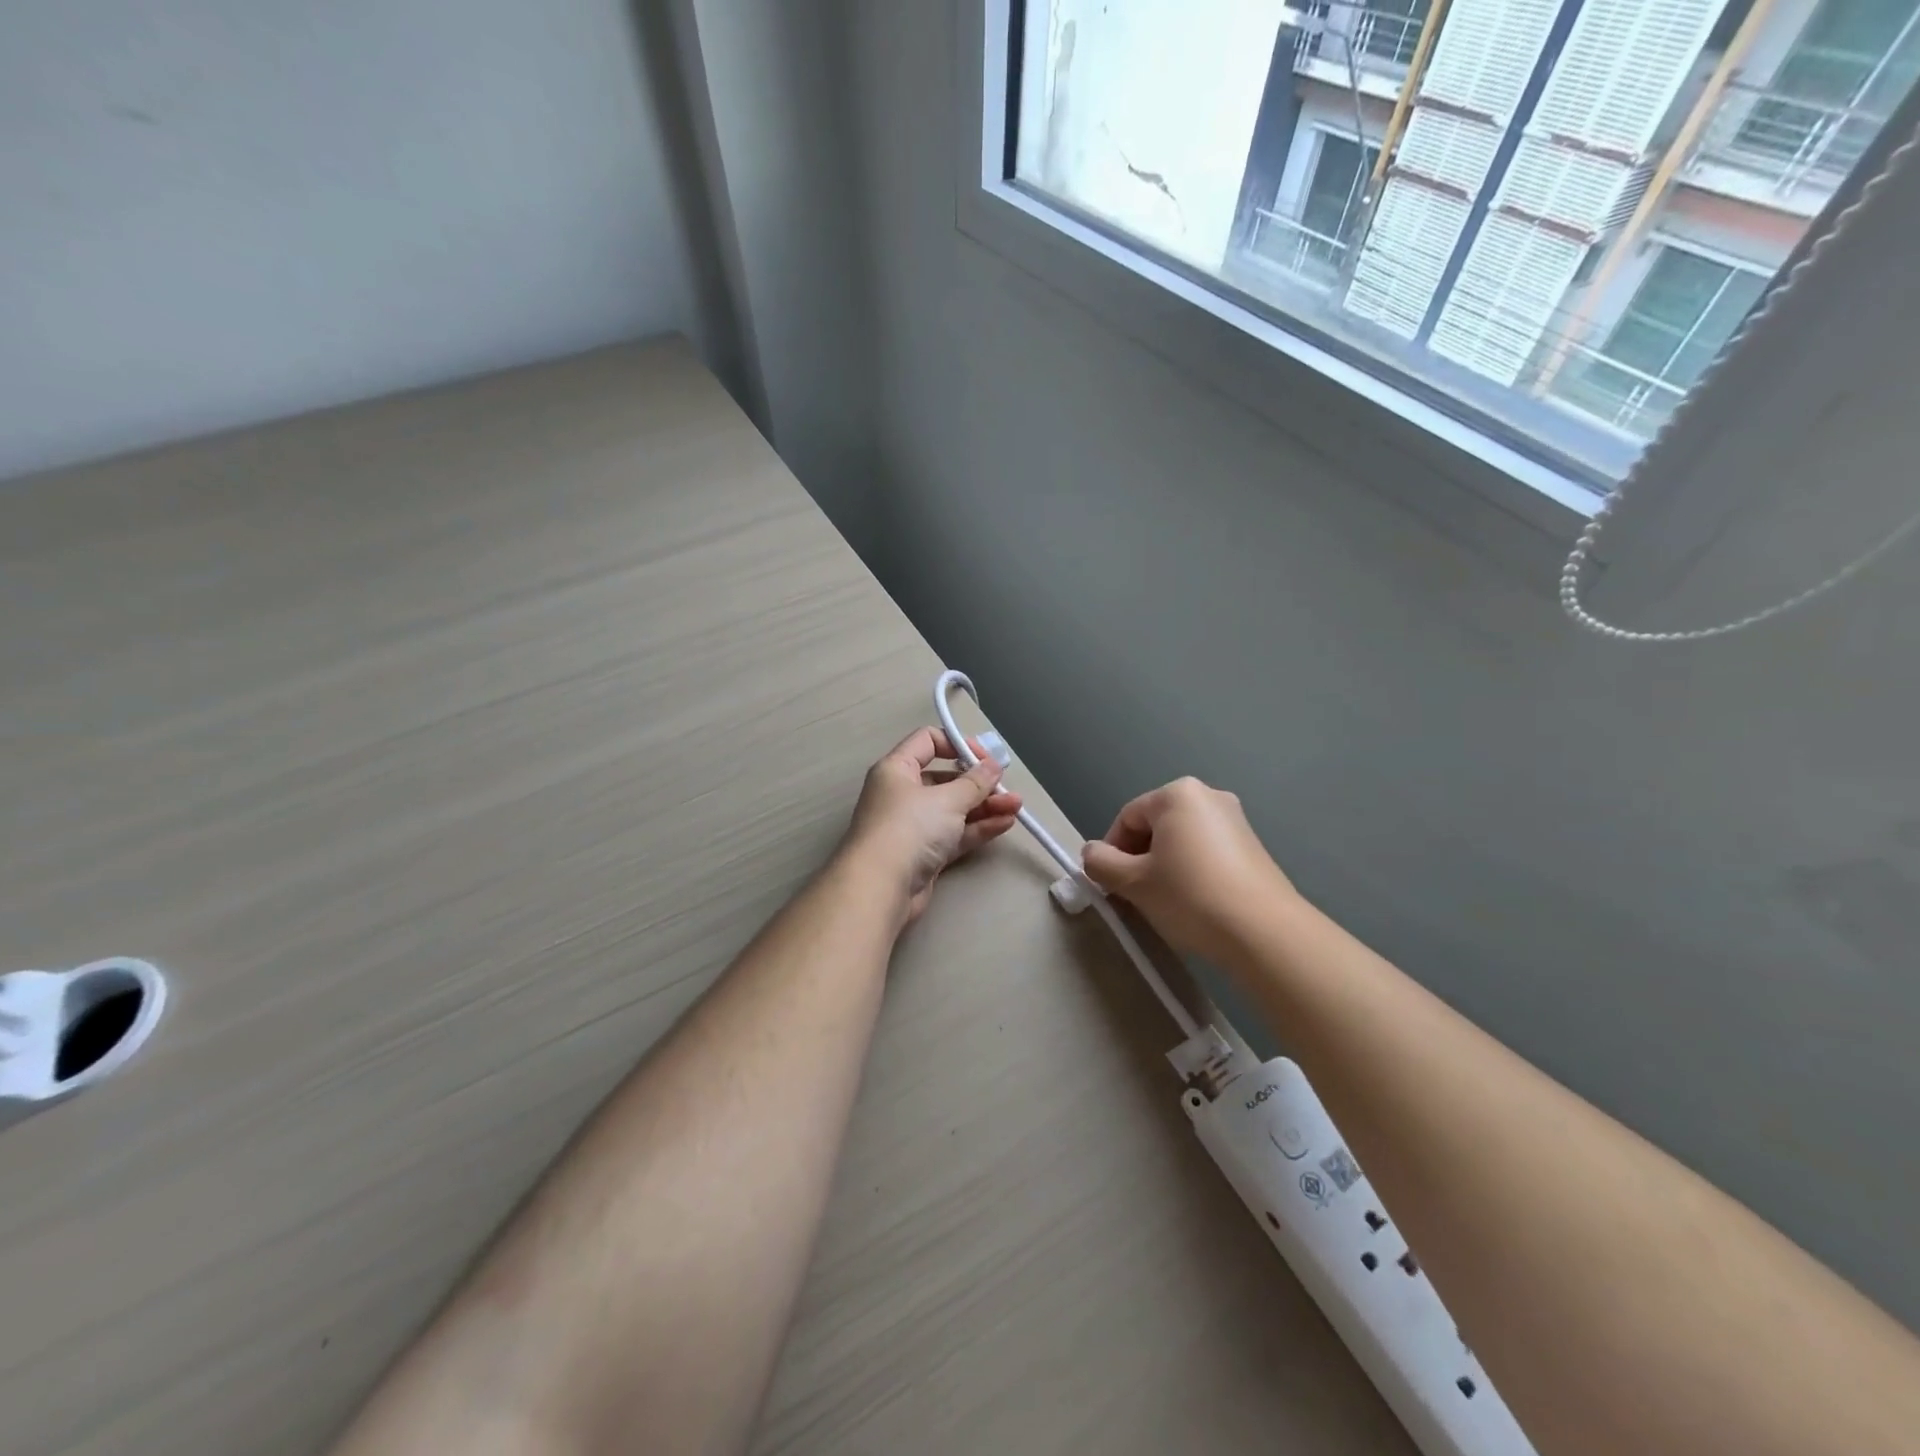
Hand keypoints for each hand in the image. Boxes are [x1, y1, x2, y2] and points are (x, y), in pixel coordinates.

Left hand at [840, 728, 1024, 923]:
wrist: (881, 888)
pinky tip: (1005, 824)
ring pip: (953, 809)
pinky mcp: (924, 854)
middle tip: (1007, 786)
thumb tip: (993, 765)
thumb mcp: (947, 799)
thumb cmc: (910, 828)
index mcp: (896, 769)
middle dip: (979, 782)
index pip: (927, 741)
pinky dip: (977, 828)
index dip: (958, 744)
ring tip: (1016, 806)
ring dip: (985, 806)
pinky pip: (955, 834)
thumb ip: (975, 782)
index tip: (985, 757)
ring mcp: (913, 826)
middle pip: (945, 779)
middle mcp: (902, 794)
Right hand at [1081, 777, 1296, 963]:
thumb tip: (1091, 853)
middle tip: (1133, 895)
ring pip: (1181, 841)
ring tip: (1163, 902)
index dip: (1111, 852)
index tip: (1110, 885)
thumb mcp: (1134, 882)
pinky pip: (1206, 852)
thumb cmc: (1190, 896)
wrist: (1264, 932)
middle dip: (1138, 859)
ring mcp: (1236, 820)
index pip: (1127, 818)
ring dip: (1163, 867)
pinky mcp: (1253, 847)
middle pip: (1155, 826)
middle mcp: (1209, 796)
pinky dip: (1191, 871)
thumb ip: (1101, 863)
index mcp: (1177, 794)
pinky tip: (1193, 903)